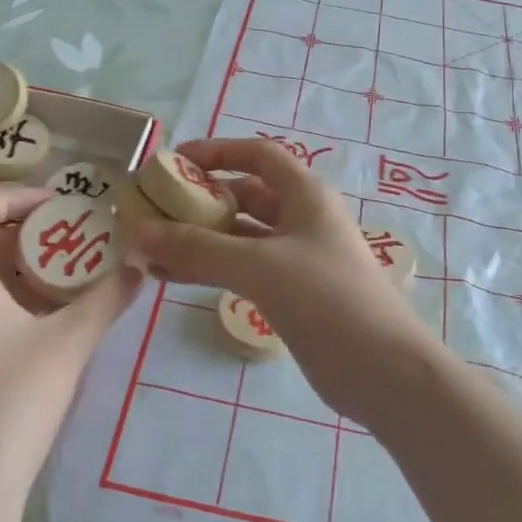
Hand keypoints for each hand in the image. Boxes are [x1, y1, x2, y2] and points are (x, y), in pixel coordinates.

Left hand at [0, 186, 140, 493]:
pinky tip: (32, 331)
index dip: (14, 195)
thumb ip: (107, 300)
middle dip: (21, 233)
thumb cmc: (9, 406)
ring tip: (58, 284)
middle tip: (67, 242)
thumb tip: (139, 268)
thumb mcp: (69, 346)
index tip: (58, 206)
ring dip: (10, 269)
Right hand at [124, 139, 432, 425]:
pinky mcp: (291, 294)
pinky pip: (243, 270)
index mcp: (305, 195)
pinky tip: (172, 278)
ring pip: (240, 237)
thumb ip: (198, 247)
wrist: (383, 371)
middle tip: (152, 210)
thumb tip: (137, 229)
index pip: (259, 155)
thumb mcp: (260, 265)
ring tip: (150, 248)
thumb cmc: (327, 299)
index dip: (218, 151)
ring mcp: (297, 259)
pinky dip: (210, 268)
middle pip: (245, 196)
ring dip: (199, 239)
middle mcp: (301, 219)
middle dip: (200, 200)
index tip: (174, 162)